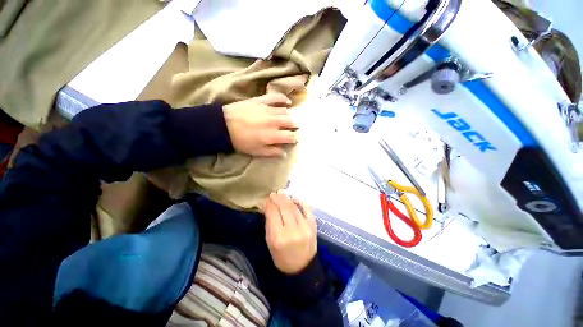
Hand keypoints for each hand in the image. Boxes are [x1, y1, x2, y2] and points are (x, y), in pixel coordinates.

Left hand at [223, 93, 298, 156]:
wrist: (223, 125)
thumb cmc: (241, 141)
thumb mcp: (257, 151)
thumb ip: (272, 152)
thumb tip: (284, 153)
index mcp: (273, 135)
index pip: (291, 136)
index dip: (294, 138)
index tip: (293, 139)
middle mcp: (274, 121)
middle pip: (291, 122)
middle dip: (294, 126)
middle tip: (291, 129)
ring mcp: (268, 109)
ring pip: (285, 111)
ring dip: (288, 116)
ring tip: (286, 119)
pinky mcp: (261, 101)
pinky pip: (276, 97)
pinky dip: (283, 99)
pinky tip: (288, 102)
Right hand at [264, 191, 316, 273]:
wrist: (302, 268)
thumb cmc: (281, 257)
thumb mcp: (269, 242)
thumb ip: (269, 223)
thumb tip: (268, 206)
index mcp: (278, 237)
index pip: (273, 212)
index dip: (269, 203)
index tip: (266, 199)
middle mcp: (292, 230)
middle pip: (284, 207)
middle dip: (278, 198)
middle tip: (273, 193)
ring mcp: (305, 227)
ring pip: (294, 207)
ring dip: (287, 198)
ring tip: (281, 194)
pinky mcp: (313, 226)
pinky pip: (307, 209)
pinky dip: (301, 201)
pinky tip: (294, 198)